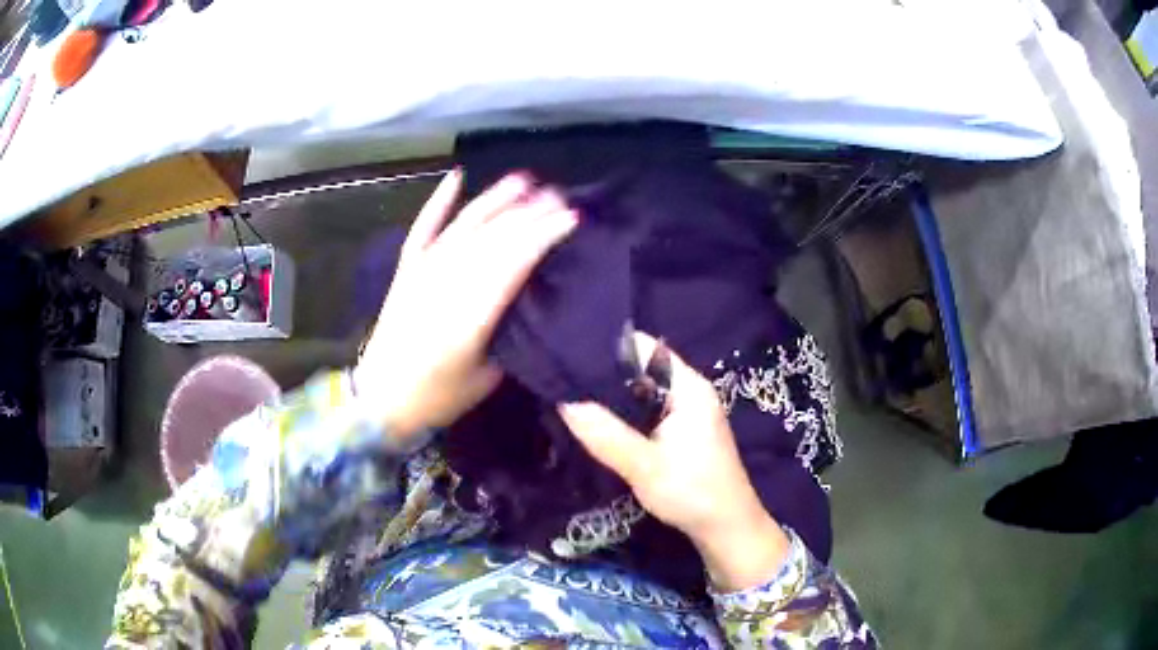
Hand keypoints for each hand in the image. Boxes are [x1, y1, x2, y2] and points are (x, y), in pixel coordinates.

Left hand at [356, 170, 577, 440]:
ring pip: (463, 228)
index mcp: (469, 318)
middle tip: (557, 196)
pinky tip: (456, 178)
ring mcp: (421, 273)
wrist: (380, 400)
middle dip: (528, 214)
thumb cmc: (437, 396)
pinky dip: (438, 202)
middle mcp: (445, 286)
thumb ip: (508, 336)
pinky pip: (423, 229)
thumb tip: (527, 301)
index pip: (512, 265)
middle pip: (492, 240)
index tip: (569, 218)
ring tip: (523, 181)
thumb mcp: (486, 377)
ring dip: (494, 201)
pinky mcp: (405, 271)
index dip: (542, 236)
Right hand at [558, 333, 788, 590]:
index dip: (608, 348)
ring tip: (571, 397)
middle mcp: (689, 391)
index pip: (644, 348)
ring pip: (642, 393)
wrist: (727, 528)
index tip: (569, 355)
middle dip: (605, 375)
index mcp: (688, 387)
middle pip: (641, 369)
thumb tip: (564, 402)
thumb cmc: (692, 492)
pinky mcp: (681, 432)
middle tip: (562, 380)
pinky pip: (647, 412)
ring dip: (613, 397)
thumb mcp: (644, 466)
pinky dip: (624, 415)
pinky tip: (597, 423)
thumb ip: (605, 435)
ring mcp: (686, 412)